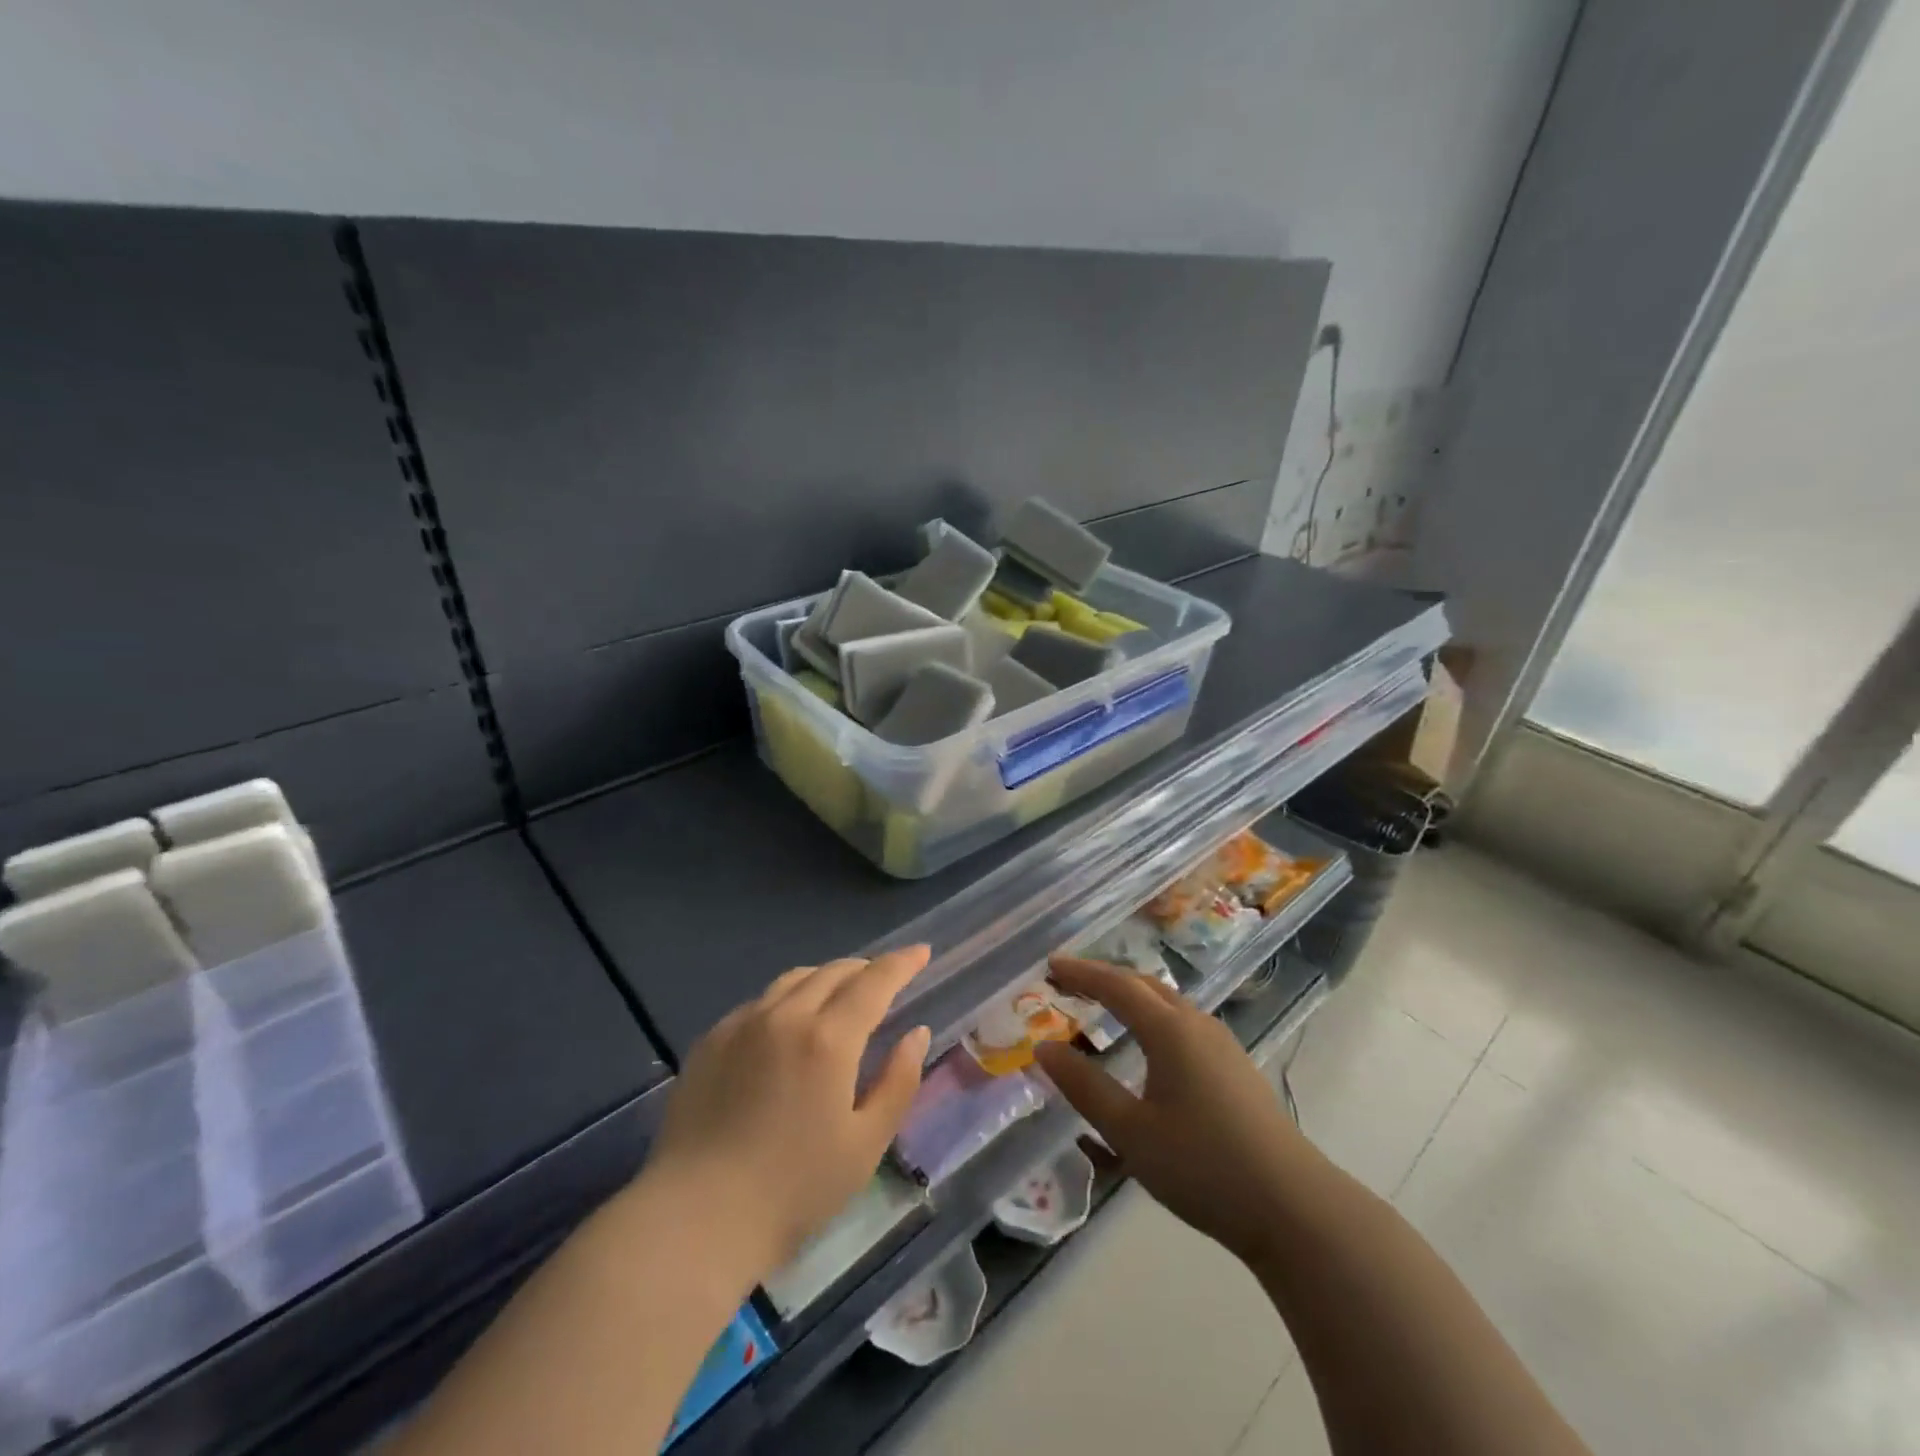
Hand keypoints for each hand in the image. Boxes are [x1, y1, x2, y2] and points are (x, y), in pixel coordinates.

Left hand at [642, 946, 932, 1284]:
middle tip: (884, 980)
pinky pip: (760, 1002)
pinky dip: (788, 999)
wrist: (695, 1219)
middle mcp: (786, 1015)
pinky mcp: (711, 1040)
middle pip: (834, 972)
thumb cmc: (794, 1189)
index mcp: (829, 1039)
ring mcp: (743, 1023)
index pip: (875, 981)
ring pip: (794, 979)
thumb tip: (916, 1032)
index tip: (921, 951)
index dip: (902, 963)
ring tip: (839, 995)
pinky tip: (787, 1025)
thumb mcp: (865, 1144)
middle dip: (866, 969)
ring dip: (826, 978)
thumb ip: (898, 1081)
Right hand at [1034, 955, 1311, 1265]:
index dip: (1081, 972)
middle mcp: (1197, 1024)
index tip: (1050, 965)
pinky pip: (1183, 1022)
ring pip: (1168, 1002)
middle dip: (1104, 977)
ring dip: (1131, 996)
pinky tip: (1148, 1044)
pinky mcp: (1235, 1067)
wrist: (1293, 1206)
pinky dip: (1152, 1016)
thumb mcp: (1131, 1132)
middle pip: (1144, 985)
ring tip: (1102, 1005)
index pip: (1116, 985)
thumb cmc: (1203, 1166)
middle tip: (1069, 981)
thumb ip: (1085, 1087)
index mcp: (1169, 1030)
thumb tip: (1044, 1048)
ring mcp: (1222, 1044)